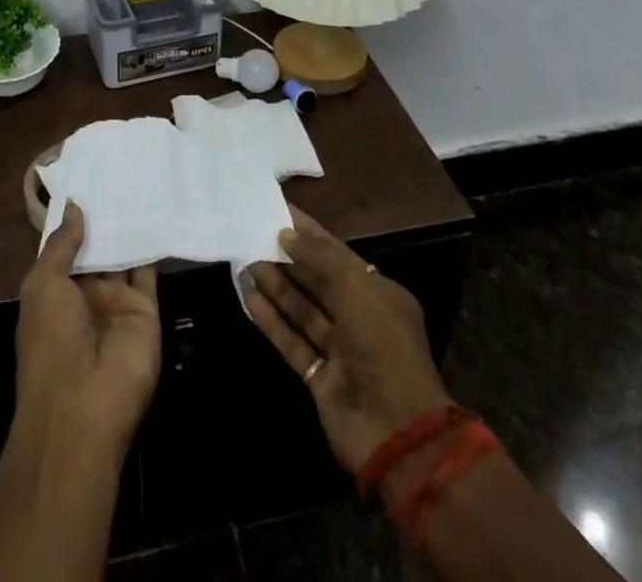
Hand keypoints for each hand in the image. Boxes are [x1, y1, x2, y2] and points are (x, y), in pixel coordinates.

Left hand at [16, 203, 160, 452]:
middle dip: (105, 218)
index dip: (75, 218)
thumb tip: (75, 205)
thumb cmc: (51, 339)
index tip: (88, 178)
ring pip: (124, 257)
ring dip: (129, 228)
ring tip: (140, 181)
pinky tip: (158, 213)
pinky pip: (149, 273)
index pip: (66, 248)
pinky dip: (153, 246)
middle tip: (119, 170)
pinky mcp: (145, 311)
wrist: (83, 403)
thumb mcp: (43, 284)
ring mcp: (116, 304)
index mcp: (54, 292)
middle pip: (98, 249)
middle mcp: (86, 296)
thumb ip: (62, 244)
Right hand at [243, 206, 452, 475]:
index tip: (278, 209)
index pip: (337, 253)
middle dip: (288, 258)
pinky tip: (249, 298)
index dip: (309, 231)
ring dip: (276, 286)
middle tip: (254, 234)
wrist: (396, 432)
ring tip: (245, 261)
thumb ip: (320, 258)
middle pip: (318, 280)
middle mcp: (360, 318)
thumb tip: (286, 235)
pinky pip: (292, 341)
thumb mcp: (356, 289)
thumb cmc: (382, 346)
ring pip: (303, 310)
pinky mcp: (320, 378)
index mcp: (379, 293)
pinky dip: (272, 321)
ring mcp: (340, 351)